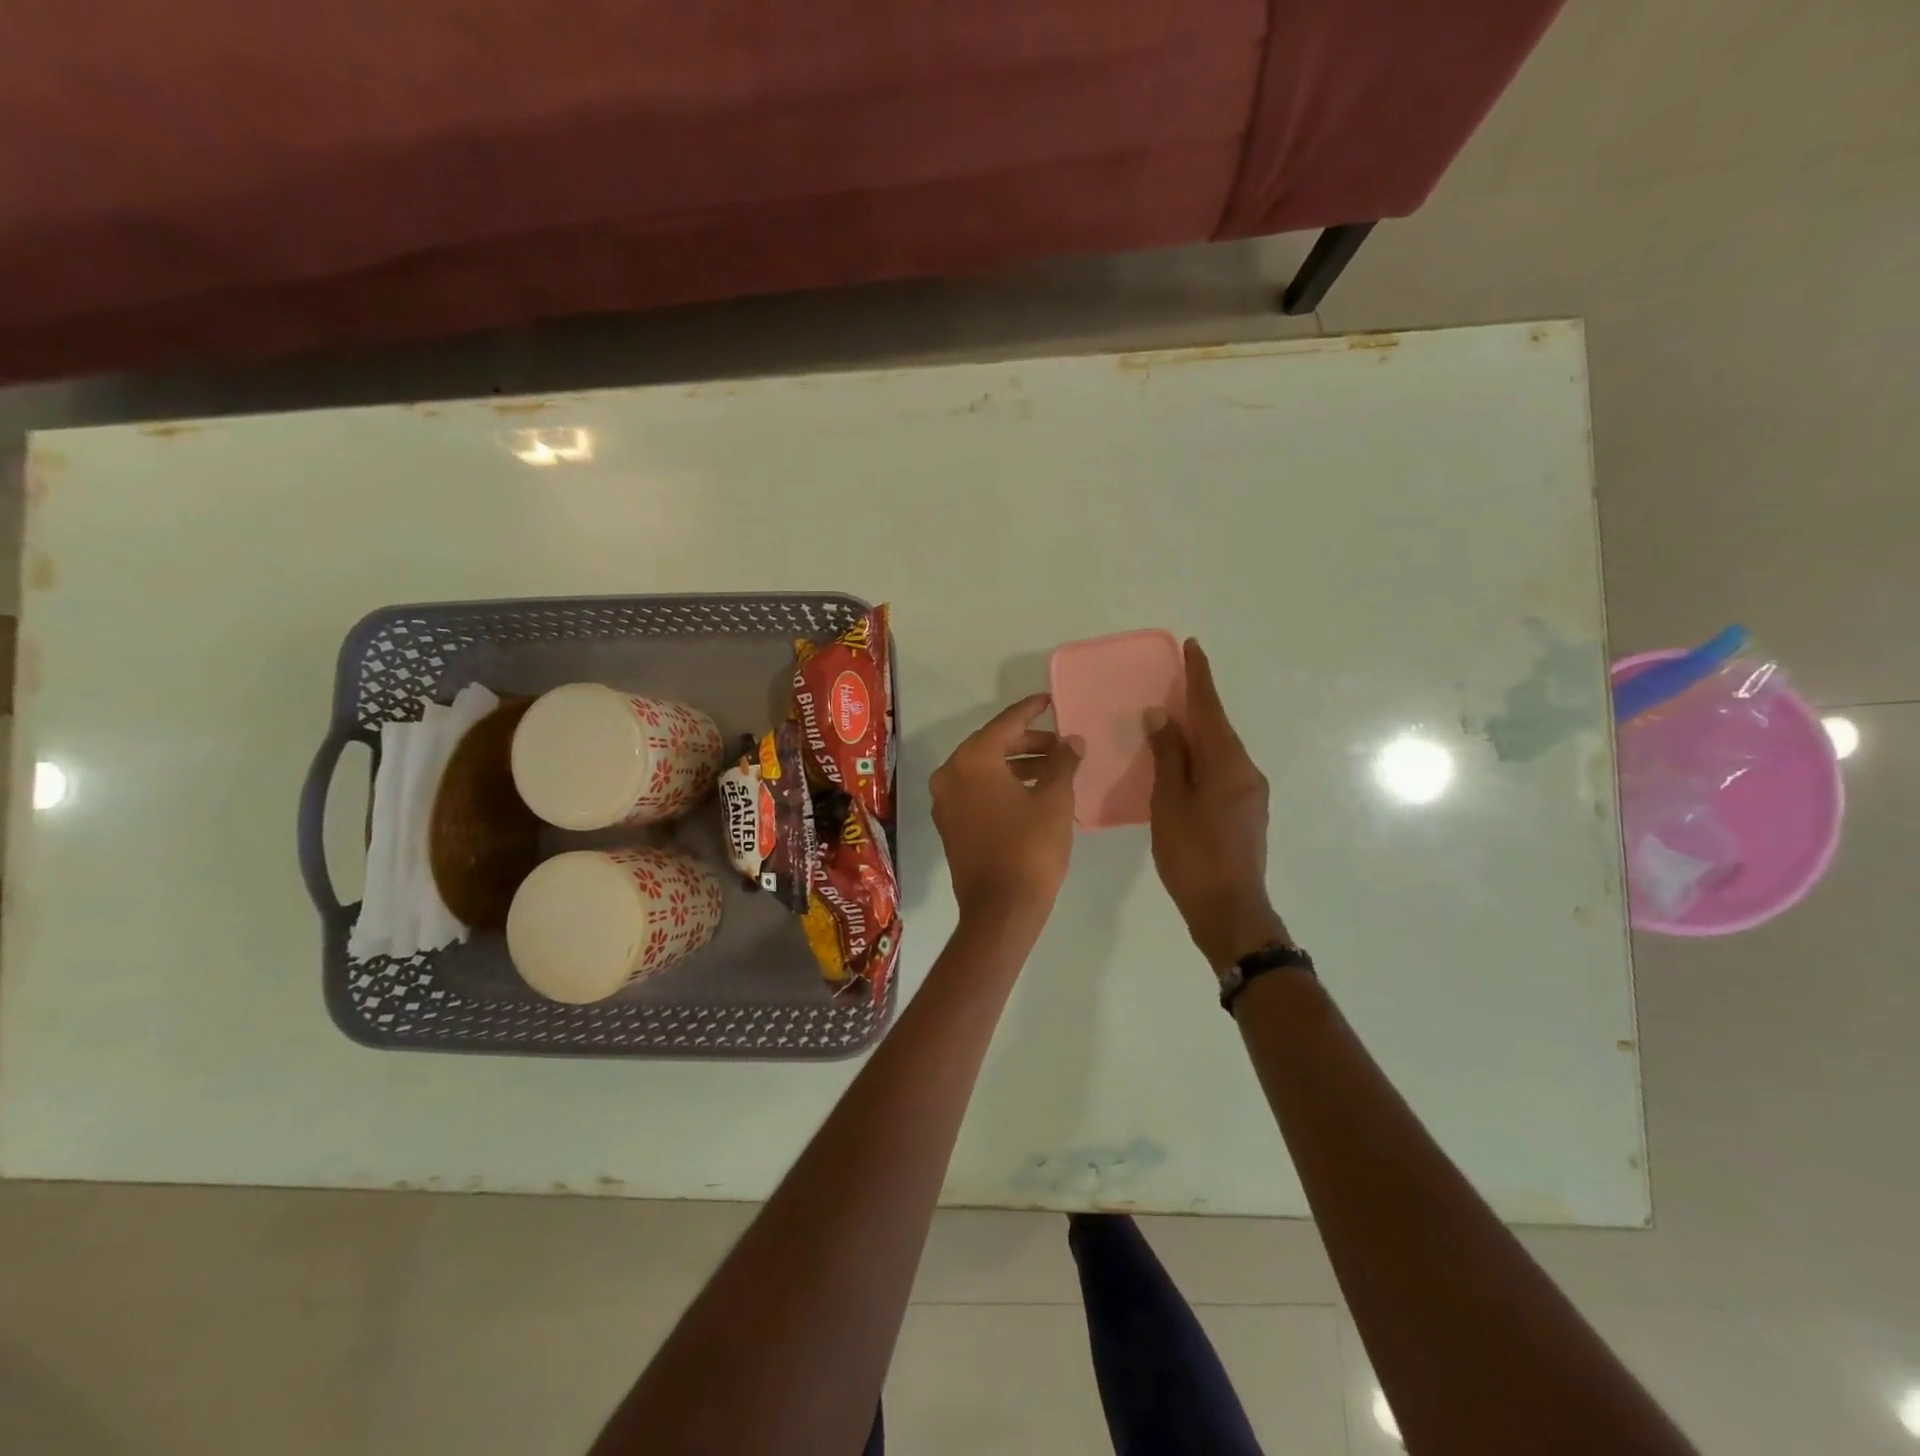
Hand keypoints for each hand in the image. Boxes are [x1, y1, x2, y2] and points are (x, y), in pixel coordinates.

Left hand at [931, 694, 1080, 926]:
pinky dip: (1003, 785)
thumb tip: (1072, 740)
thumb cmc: (1030, 848)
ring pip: (985, 770)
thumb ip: (1063, 762)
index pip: (1005, 723)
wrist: (1000, 910)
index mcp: (971, 760)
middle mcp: (950, 774)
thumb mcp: (1054, 799)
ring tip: (1055, 768)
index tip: (1049, 700)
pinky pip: (977, 791)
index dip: (1031, 710)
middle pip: (992, 745)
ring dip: (1018, 765)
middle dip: (1028, 742)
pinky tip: (1033, 791)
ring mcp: (945, 801)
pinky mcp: (950, 824)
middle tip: (1062, 744)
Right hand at [1146, 640, 1290, 972]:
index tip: (1192, 647)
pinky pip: (1221, 771)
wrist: (1230, 910)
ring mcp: (1250, 793)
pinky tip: (1182, 765)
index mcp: (1228, 764)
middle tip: (1172, 683)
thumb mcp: (1170, 803)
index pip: (1210, 710)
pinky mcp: (1246, 812)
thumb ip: (1168, 757)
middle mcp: (1246, 771)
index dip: (1199, 678)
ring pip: (1220, 751)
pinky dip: (1201, 758)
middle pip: (1218, 728)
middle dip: (1197, 704)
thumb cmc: (1193, 855)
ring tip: (1170, 723)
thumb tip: (1163, 717)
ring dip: (1197, 733)